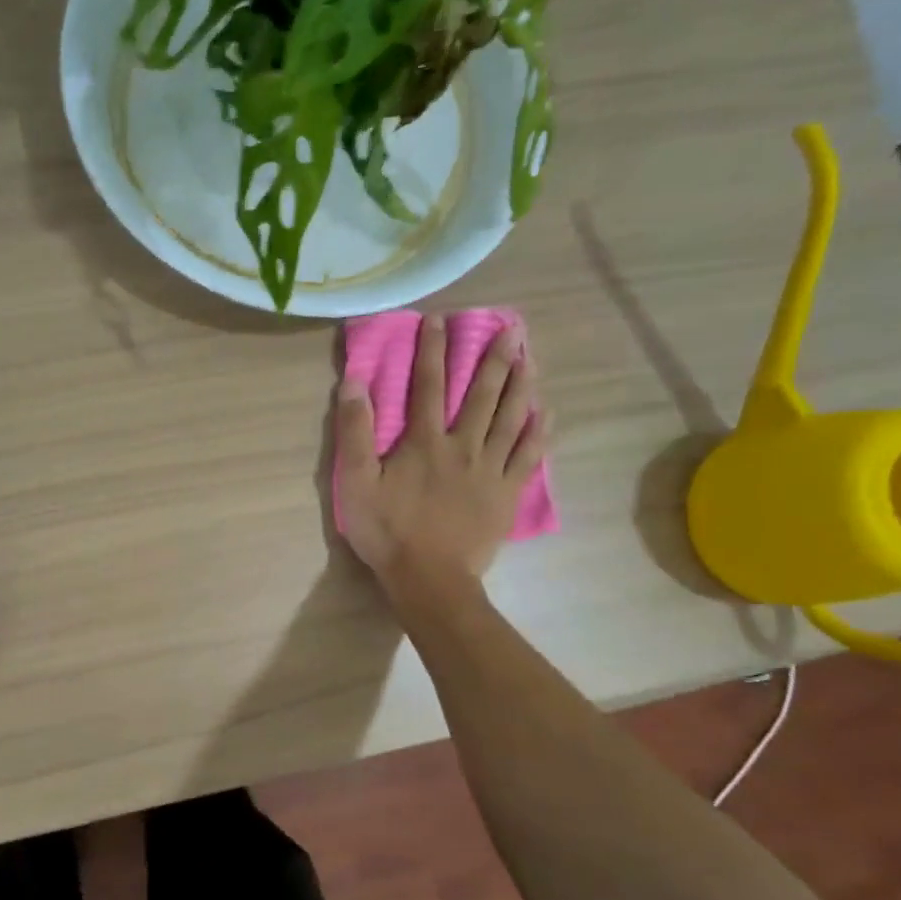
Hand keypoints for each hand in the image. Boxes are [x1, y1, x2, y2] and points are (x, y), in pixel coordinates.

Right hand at [335, 314, 549, 592]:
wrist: (430, 579)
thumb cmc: (388, 531)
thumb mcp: (356, 482)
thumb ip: (355, 431)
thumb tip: (354, 382)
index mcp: (424, 441)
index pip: (429, 385)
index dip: (433, 351)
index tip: (440, 321)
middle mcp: (463, 445)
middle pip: (482, 394)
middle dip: (495, 358)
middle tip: (511, 328)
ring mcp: (490, 469)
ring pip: (511, 418)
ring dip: (522, 385)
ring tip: (532, 357)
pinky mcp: (507, 493)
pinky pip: (528, 455)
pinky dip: (538, 431)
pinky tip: (546, 412)